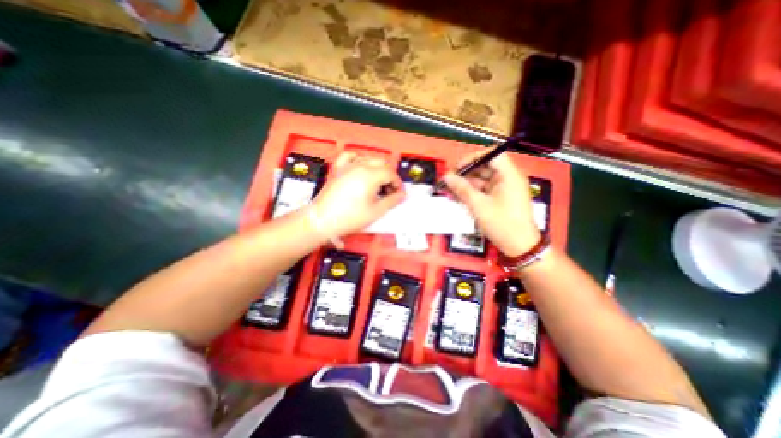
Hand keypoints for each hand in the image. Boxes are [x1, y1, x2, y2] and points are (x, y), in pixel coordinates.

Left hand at [314, 152, 406, 237]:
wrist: (322, 220)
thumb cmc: (348, 217)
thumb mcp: (376, 211)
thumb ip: (392, 201)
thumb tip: (401, 195)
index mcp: (370, 175)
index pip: (391, 173)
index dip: (398, 184)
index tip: (399, 194)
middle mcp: (359, 167)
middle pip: (382, 164)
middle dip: (390, 176)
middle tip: (390, 191)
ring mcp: (347, 167)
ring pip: (369, 159)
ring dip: (378, 169)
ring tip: (378, 184)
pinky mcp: (339, 170)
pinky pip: (350, 156)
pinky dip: (359, 159)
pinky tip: (361, 167)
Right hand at [442, 151, 541, 255]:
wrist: (520, 247)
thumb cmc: (501, 224)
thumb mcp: (479, 206)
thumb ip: (462, 189)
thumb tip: (446, 176)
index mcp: (509, 175)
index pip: (491, 155)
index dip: (473, 158)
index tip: (457, 167)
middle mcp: (508, 178)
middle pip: (486, 166)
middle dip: (467, 172)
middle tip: (451, 180)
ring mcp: (505, 188)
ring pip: (483, 179)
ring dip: (467, 183)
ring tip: (452, 190)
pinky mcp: (501, 198)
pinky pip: (485, 189)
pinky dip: (473, 191)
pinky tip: (460, 196)